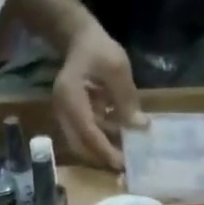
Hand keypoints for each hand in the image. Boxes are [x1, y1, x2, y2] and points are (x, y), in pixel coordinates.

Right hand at [52, 21, 144, 171]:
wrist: (79, 38)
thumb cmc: (98, 49)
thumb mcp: (117, 68)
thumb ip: (127, 98)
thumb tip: (141, 127)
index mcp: (70, 97)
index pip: (87, 132)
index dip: (105, 150)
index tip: (123, 163)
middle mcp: (62, 110)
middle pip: (80, 145)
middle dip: (102, 157)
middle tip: (126, 166)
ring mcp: (64, 115)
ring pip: (82, 143)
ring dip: (102, 151)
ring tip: (126, 155)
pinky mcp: (71, 117)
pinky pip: (85, 136)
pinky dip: (101, 141)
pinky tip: (119, 141)